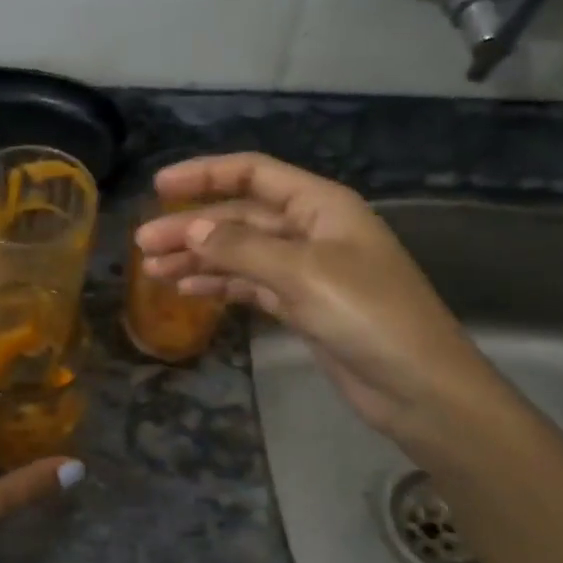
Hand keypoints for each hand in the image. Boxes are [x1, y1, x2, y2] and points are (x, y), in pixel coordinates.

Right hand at [136, 154, 495, 440]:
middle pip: (240, 217)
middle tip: (143, 245)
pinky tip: (188, 290)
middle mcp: (311, 230)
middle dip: (192, 227)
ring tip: (155, 270)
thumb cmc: (367, 315)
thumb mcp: (302, 274)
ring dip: (199, 258)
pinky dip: (220, 285)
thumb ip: (242, 248)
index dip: (205, 175)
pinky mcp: (302, 305)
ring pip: (241, 252)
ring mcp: (306, 270)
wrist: (418, 387)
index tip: (159, 186)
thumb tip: (191, 229)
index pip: (253, 174)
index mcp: (320, 205)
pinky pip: (250, 285)